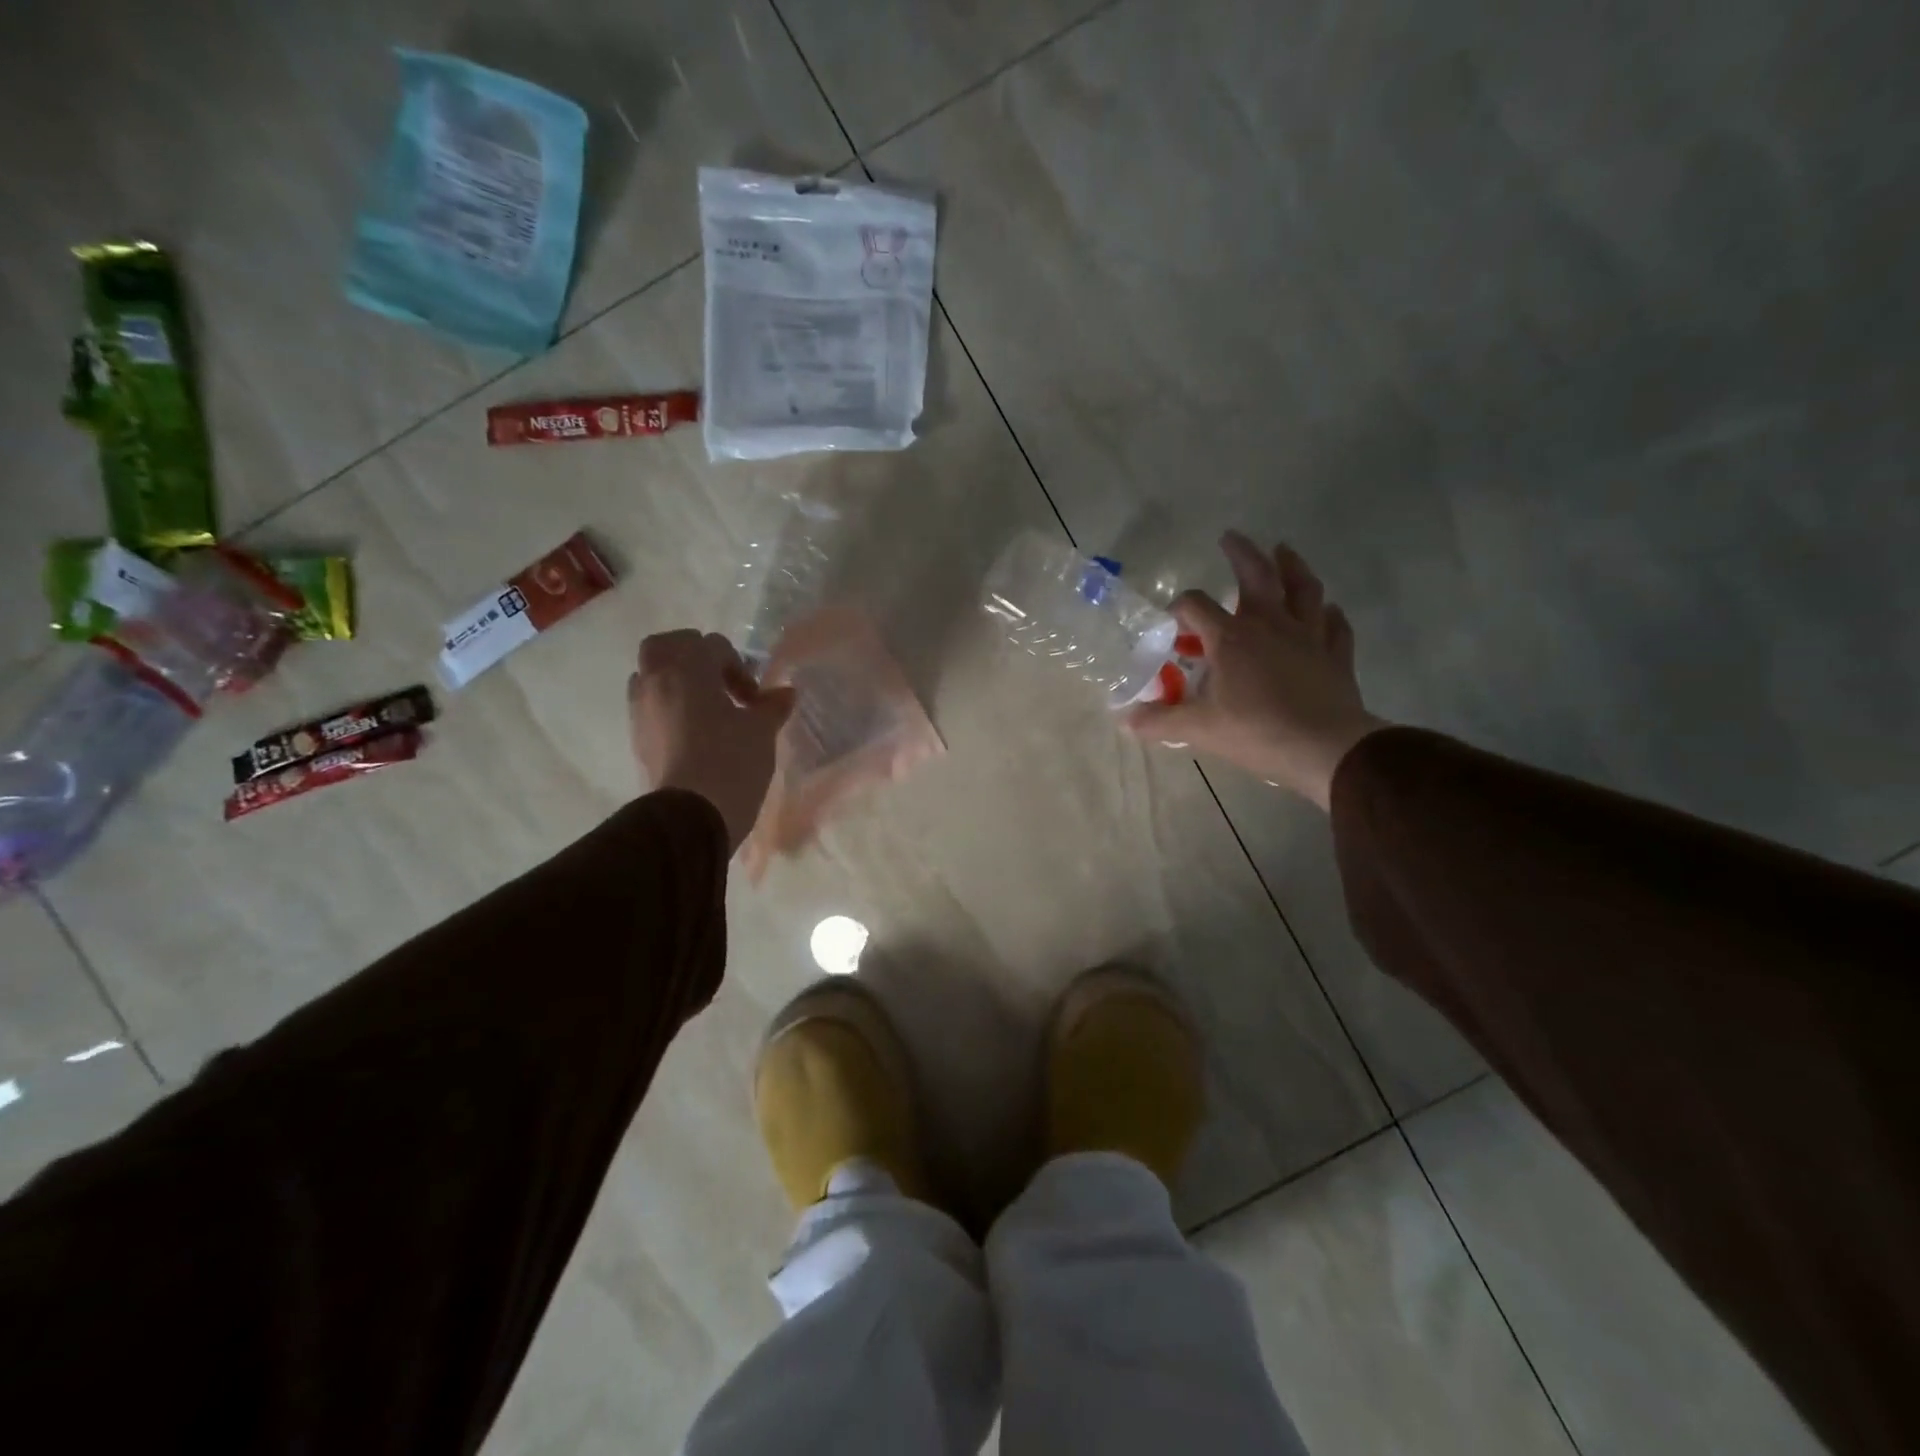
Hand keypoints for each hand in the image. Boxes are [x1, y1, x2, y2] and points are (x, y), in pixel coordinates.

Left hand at [630, 630, 794, 851]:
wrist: (690, 816)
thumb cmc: (731, 762)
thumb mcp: (762, 731)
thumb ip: (772, 706)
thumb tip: (785, 693)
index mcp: (688, 668)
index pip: (714, 646)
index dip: (740, 668)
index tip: (755, 699)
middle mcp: (657, 680)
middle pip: (666, 646)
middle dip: (693, 655)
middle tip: (718, 680)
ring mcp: (640, 709)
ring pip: (651, 675)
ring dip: (676, 680)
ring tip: (705, 707)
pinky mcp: (636, 737)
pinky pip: (648, 705)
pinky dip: (667, 705)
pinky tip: (692, 730)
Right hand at [1126, 532, 1386, 809]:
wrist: (1324, 748)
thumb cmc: (1256, 732)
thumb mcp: (1198, 729)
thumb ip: (1160, 721)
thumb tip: (1125, 720)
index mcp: (1231, 638)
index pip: (1196, 606)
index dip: (1179, 608)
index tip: (1171, 622)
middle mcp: (1270, 625)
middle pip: (1256, 575)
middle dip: (1241, 553)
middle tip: (1230, 537)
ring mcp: (1308, 636)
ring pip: (1303, 588)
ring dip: (1292, 566)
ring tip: (1283, 551)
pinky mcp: (1335, 655)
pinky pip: (1335, 625)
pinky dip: (1329, 614)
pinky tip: (1327, 609)